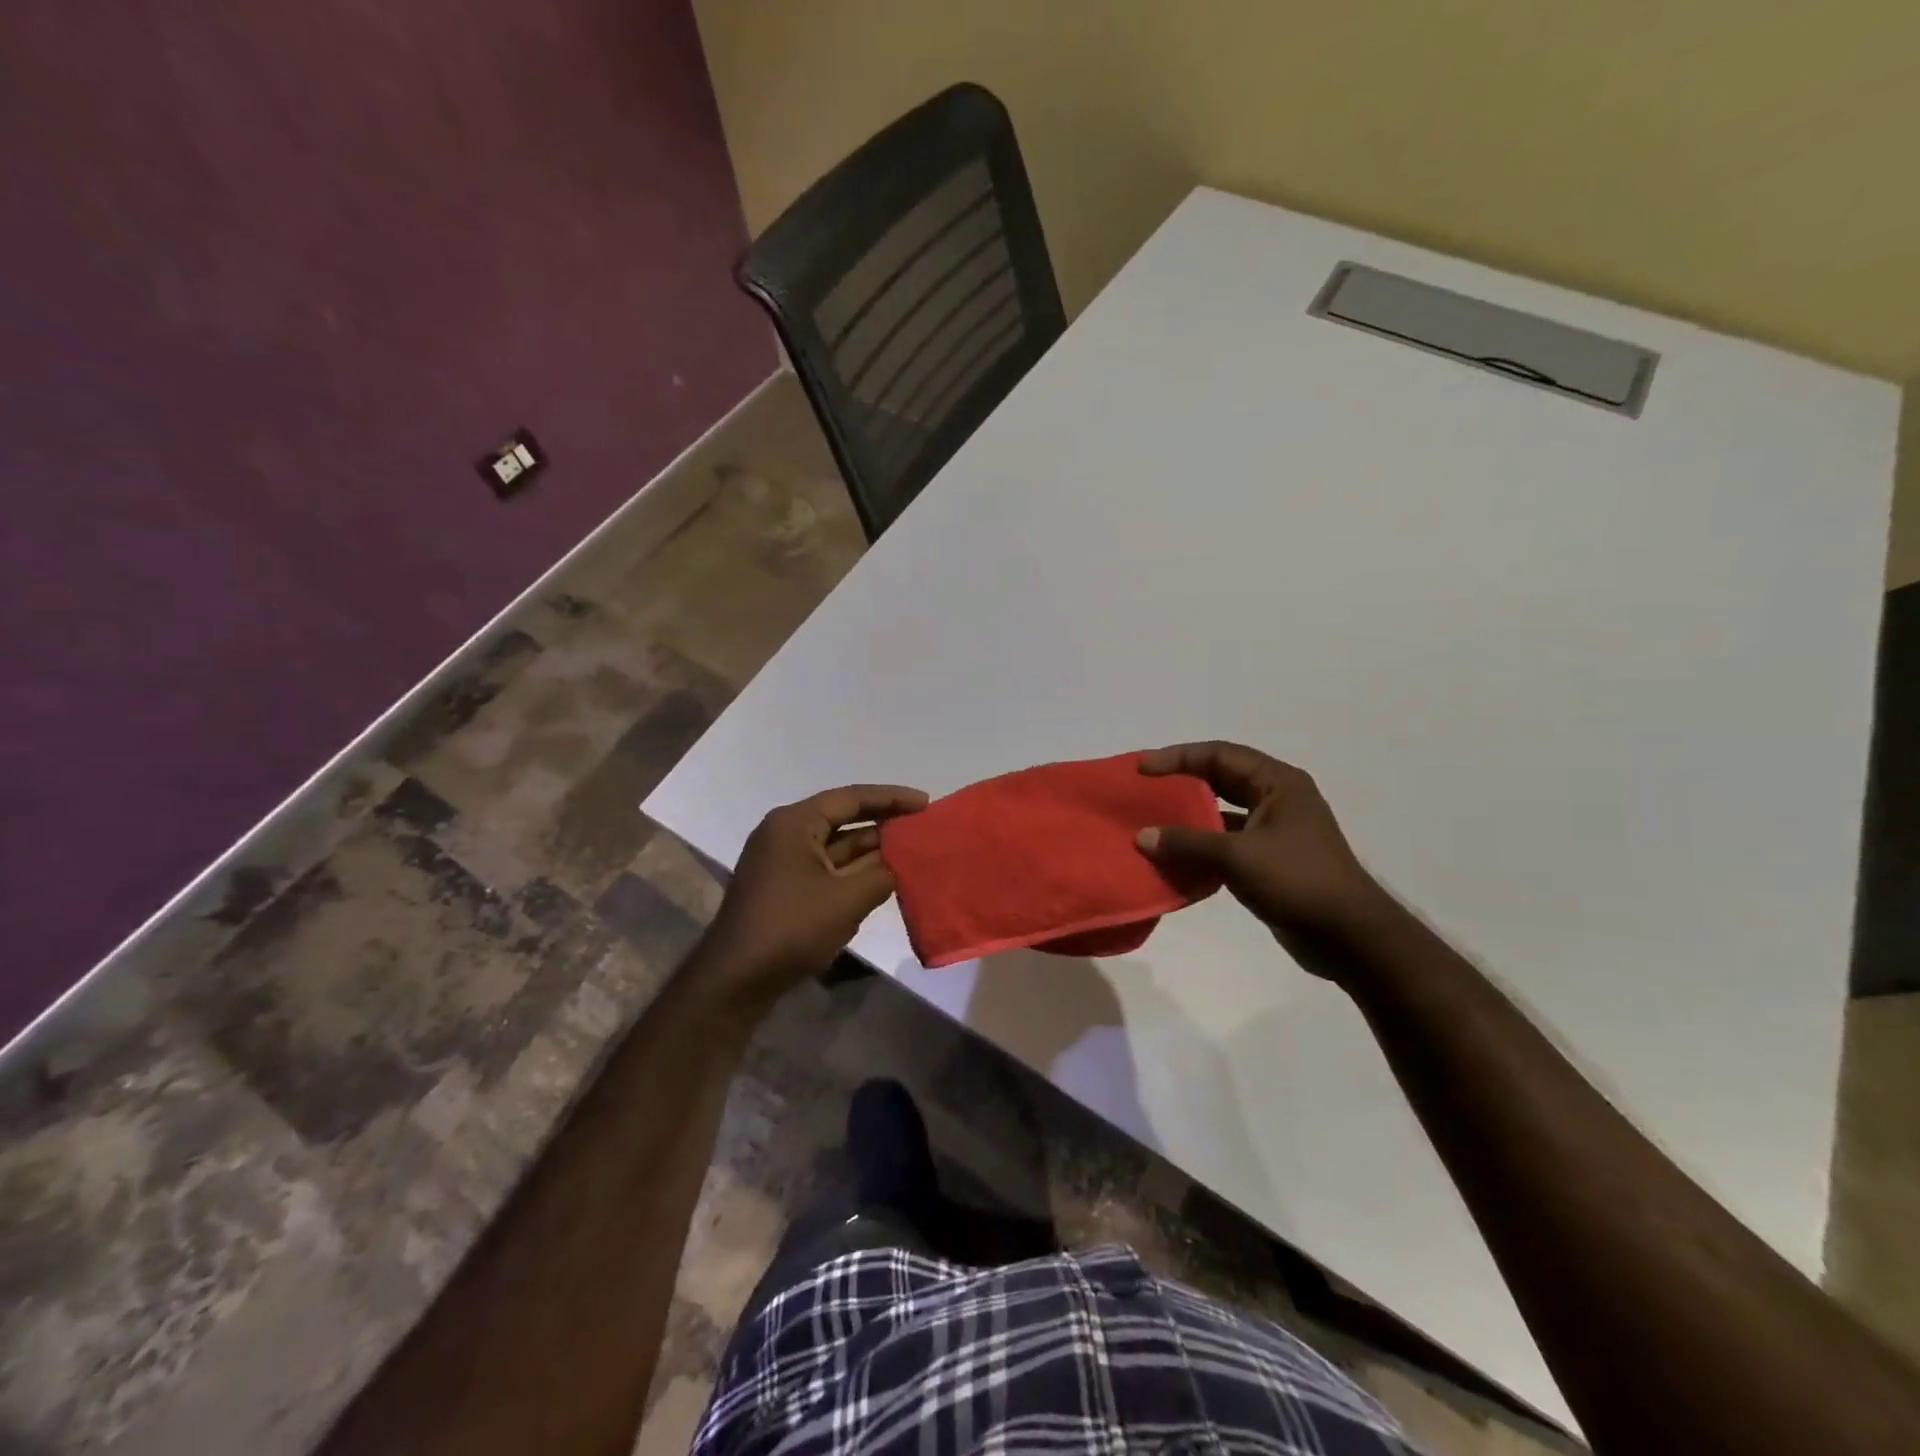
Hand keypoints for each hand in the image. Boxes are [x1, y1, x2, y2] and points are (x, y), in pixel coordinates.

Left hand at [695, 784, 928, 1005]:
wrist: (736, 979)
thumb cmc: (791, 927)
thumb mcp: (847, 899)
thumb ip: (882, 875)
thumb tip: (900, 866)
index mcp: (795, 823)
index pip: (851, 798)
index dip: (891, 798)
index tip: (925, 803)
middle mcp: (786, 835)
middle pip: (843, 819)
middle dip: (884, 824)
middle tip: (923, 827)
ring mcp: (783, 863)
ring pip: (837, 847)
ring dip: (872, 850)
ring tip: (913, 851)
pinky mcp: (785, 888)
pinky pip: (827, 869)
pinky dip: (855, 871)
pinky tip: (885, 877)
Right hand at [1135, 742, 1387, 954]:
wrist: (1349, 937)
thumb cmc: (1297, 881)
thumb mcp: (1237, 857)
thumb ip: (1187, 843)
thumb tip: (1142, 837)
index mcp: (1278, 784)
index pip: (1219, 755)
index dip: (1178, 757)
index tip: (1142, 769)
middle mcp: (1277, 800)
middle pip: (1220, 780)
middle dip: (1181, 784)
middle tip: (1144, 791)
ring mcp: (1274, 832)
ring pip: (1222, 814)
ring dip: (1189, 819)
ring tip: (1152, 824)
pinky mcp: (1270, 861)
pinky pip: (1226, 844)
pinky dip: (1200, 848)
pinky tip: (1174, 860)